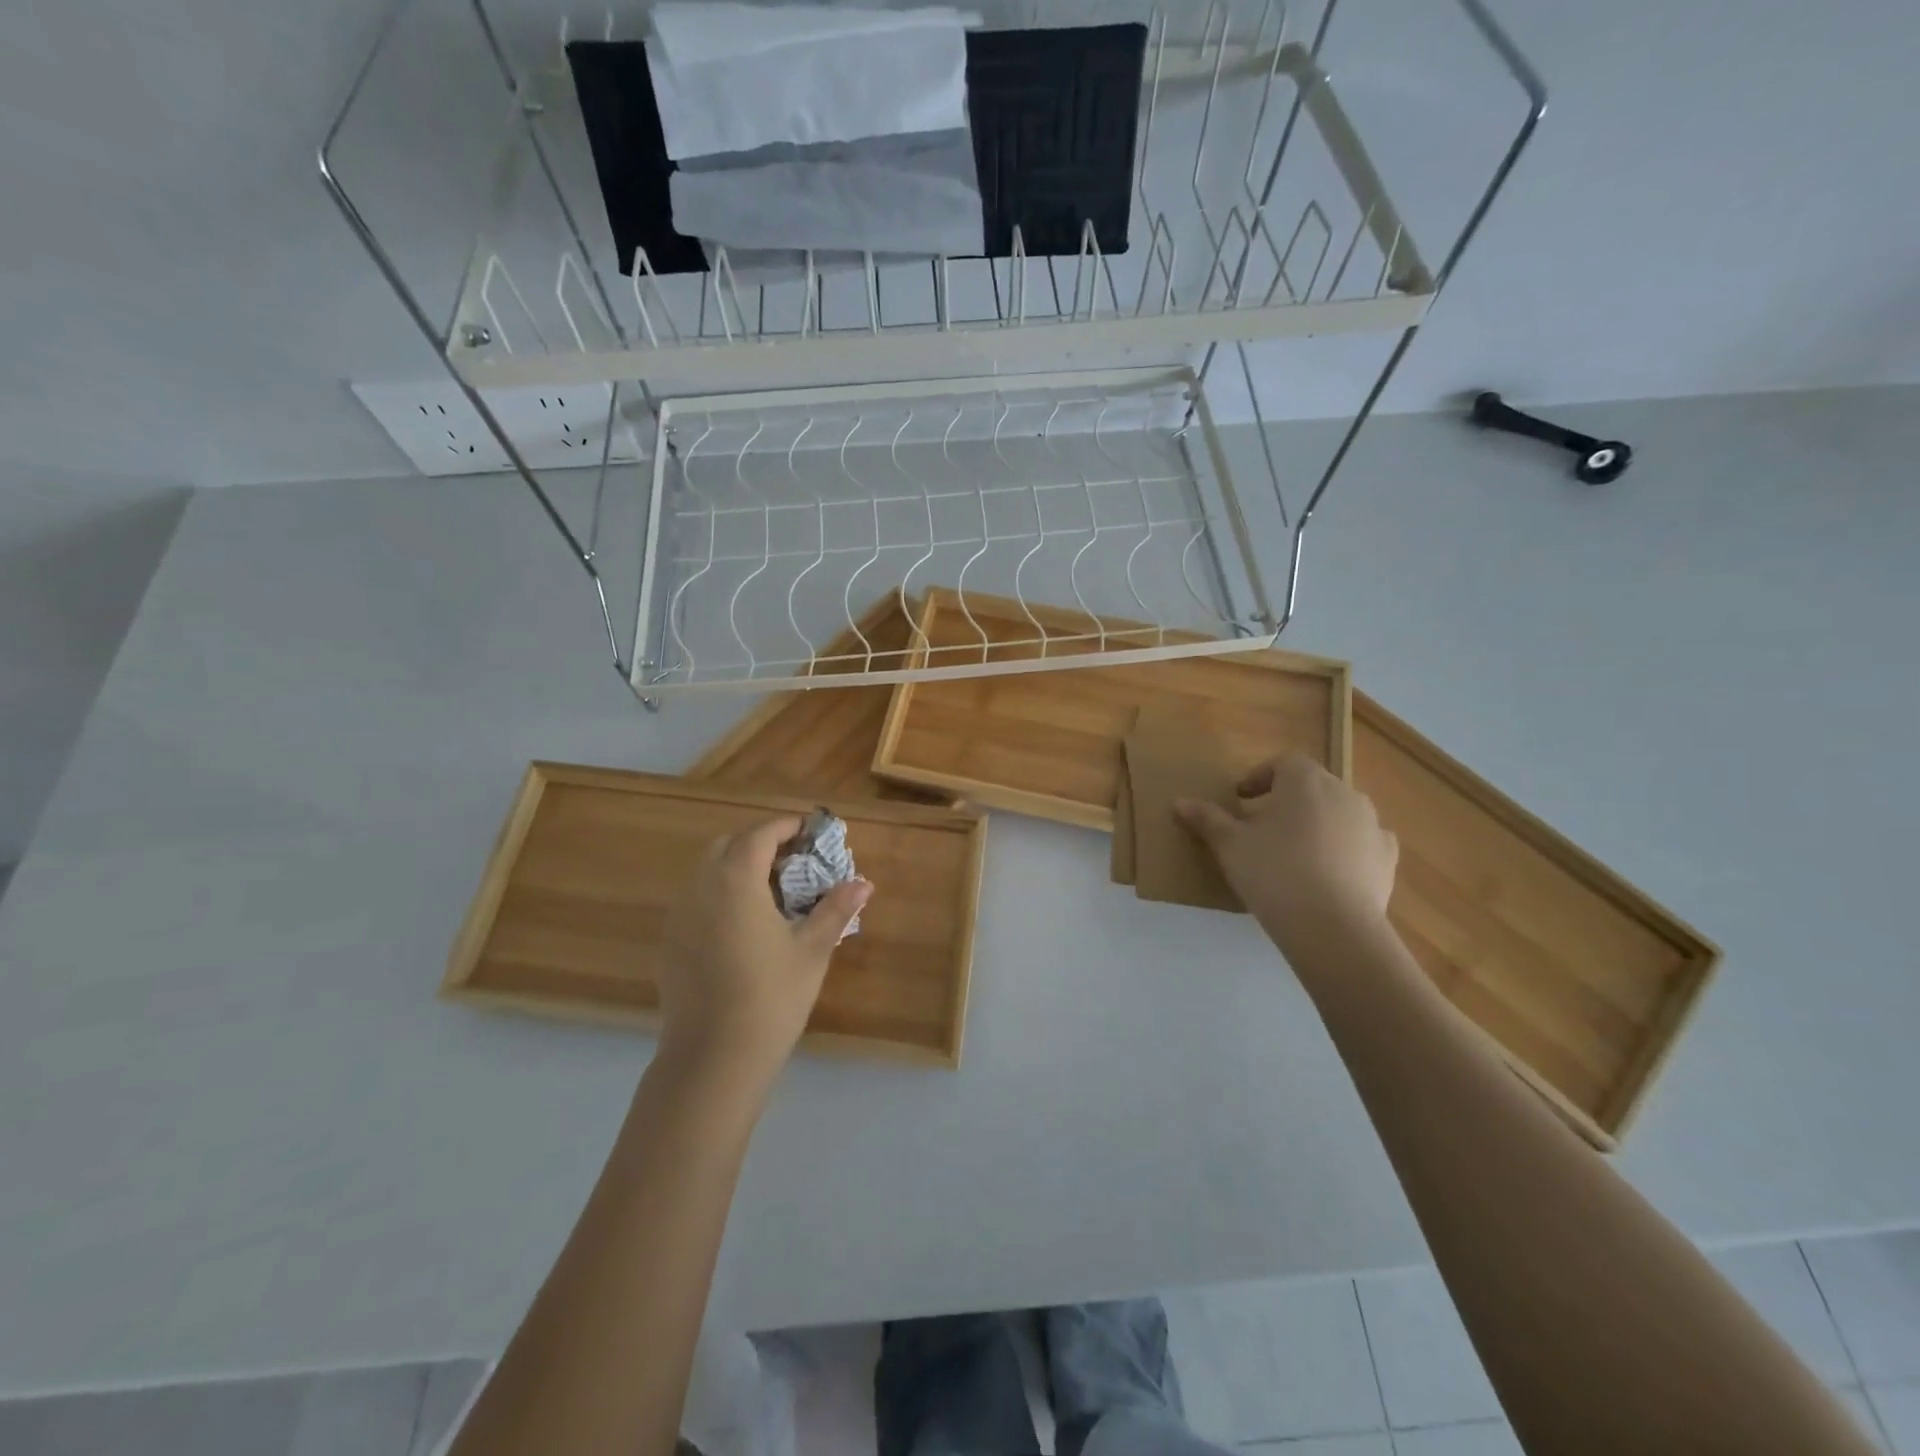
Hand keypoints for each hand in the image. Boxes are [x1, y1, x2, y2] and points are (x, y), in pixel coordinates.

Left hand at [657, 816, 872, 1090]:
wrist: (713, 1058)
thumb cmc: (771, 997)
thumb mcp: (812, 949)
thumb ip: (836, 909)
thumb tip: (864, 883)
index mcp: (736, 880)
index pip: (761, 834)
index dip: (788, 826)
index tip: (812, 831)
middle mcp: (700, 887)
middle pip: (728, 845)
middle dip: (761, 843)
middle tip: (795, 861)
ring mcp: (679, 915)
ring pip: (708, 871)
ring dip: (738, 867)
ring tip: (773, 892)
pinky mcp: (670, 942)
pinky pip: (697, 899)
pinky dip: (721, 894)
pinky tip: (745, 926)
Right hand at [1174, 755, 1397, 951]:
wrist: (1332, 927)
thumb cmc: (1274, 872)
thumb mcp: (1230, 845)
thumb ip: (1207, 819)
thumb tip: (1180, 802)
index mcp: (1305, 781)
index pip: (1283, 762)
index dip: (1260, 777)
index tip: (1241, 799)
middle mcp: (1344, 793)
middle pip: (1313, 786)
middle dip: (1288, 800)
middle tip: (1263, 827)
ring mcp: (1372, 825)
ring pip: (1339, 813)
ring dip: (1318, 823)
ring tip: (1295, 851)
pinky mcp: (1387, 858)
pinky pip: (1362, 842)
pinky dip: (1345, 848)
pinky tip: (1329, 872)